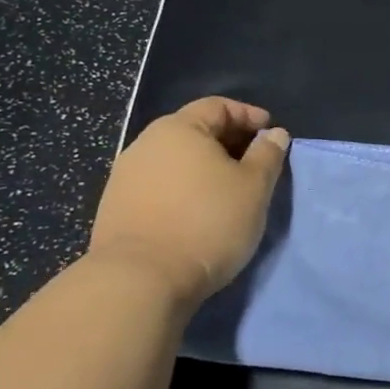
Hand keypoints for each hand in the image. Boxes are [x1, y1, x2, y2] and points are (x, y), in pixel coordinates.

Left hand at [89, 98, 289, 306]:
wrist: (139, 283)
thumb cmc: (207, 223)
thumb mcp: (254, 187)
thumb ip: (267, 155)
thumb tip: (274, 134)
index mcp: (179, 129)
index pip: (218, 106)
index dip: (249, 115)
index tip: (271, 134)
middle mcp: (145, 144)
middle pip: (194, 131)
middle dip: (227, 141)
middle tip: (254, 162)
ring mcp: (124, 178)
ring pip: (174, 160)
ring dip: (203, 168)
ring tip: (227, 190)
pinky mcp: (115, 209)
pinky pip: (158, 186)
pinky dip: (183, 189)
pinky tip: (197, 211)